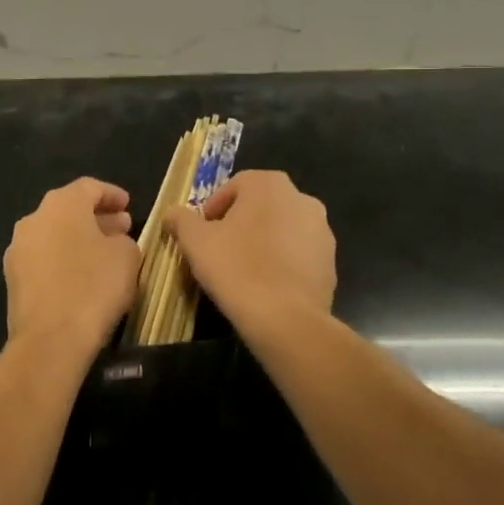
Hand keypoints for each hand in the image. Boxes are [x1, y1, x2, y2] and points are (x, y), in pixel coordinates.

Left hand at [3, 178, 141, 364]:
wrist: (50, 339)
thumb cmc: (94, 287)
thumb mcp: (126, 256)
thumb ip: (123, 239)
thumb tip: (113, 241)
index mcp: (61, 204)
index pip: (89, 187)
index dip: (111, 195)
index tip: (128, 205)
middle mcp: (34, 218)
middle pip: (69, 210)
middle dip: (96, 218)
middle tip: (121, 229)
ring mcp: (18, 249)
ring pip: (54, 234)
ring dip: (79, 240)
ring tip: (103, 254)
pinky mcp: (13, 278)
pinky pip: (44, 259)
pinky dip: (63, 260)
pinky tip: (82, 277)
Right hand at [166, 170, 336, 337]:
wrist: (286, 319)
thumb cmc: (236, 268)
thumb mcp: (195, 241)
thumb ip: (181, 220)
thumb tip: (172, 213)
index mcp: (269, 185)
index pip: (234, 187)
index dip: (213, 209)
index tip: (202, 235)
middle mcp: (302, 199)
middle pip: (260, 206)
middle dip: (239, 224)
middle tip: (219, 251)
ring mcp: (322, 231)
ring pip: (282, 230)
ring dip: (263, 243)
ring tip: (243, 271)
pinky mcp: (331, 262)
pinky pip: (298, 255)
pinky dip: (282, 263)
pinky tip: (266, 286)